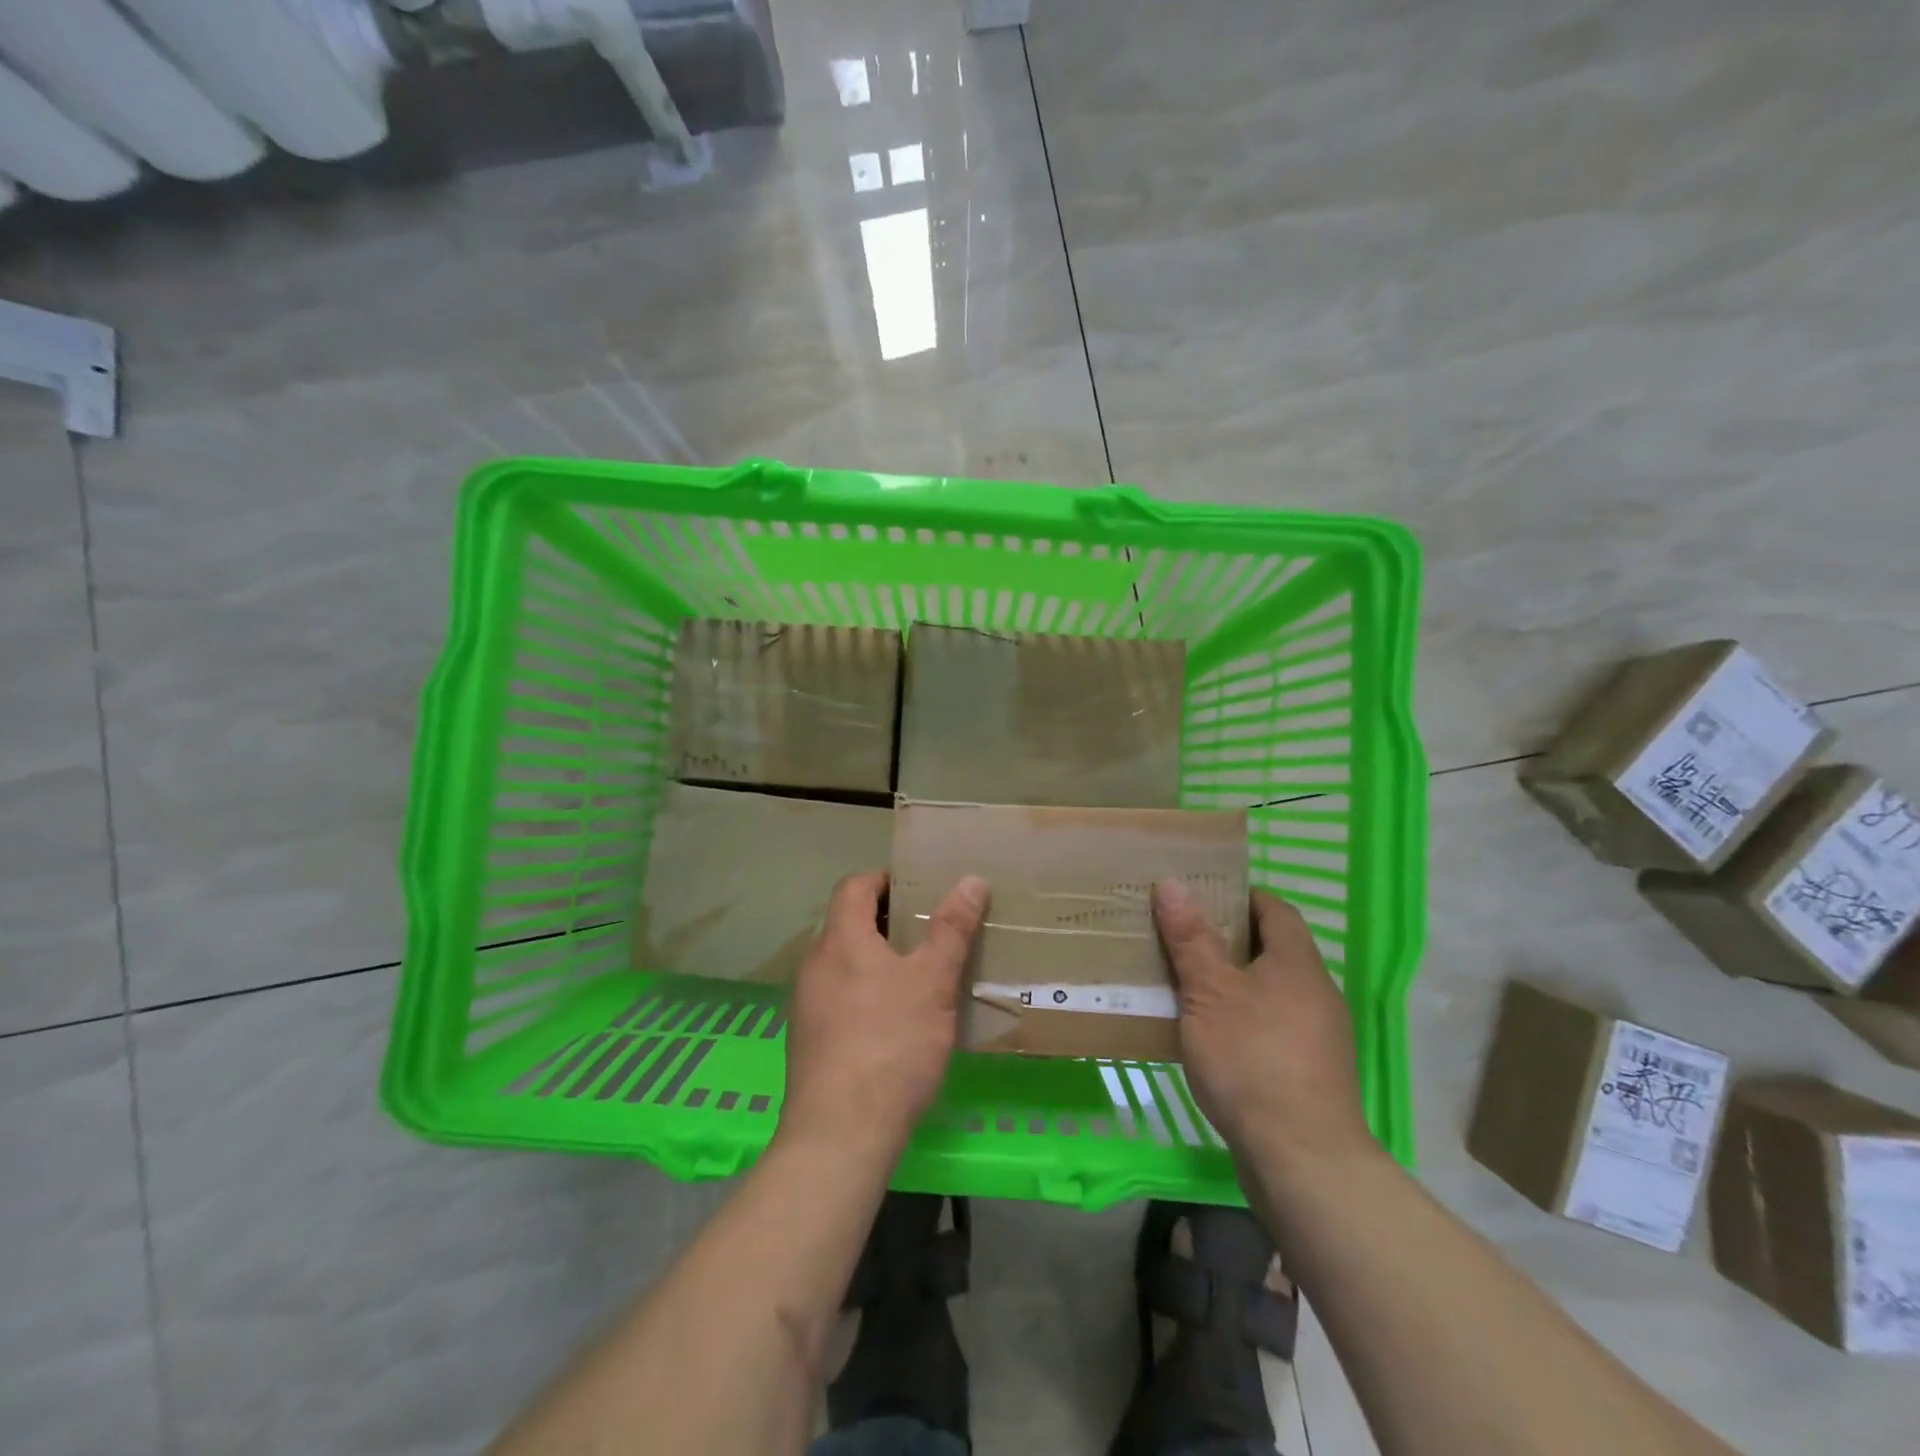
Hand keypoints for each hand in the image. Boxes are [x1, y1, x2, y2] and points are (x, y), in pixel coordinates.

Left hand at [779, 870, 989, 1157]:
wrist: (841, 1134)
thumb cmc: (891, 1044)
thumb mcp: (932, 983)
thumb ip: (952, 930)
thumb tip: (971, 880)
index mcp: (840, 940)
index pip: (855, 886)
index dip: (885, 879)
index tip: (919, 887)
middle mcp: (815, 964)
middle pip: (848, 923)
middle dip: (887, 919)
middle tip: (930, 928)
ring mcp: (807, 1004)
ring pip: (844, 962)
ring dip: (877, 957)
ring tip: (919, 972)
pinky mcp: (809, 1039)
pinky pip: (839, 995)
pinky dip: (866, 989)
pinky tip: (896, 1018)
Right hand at [1153, 881, 1375, 1172]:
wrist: (1302, 1158)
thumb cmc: (1251, 1058)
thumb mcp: (1209, 992)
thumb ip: (1191, 939)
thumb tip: (1173, 883)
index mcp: (1297, 963)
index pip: (1275, 909)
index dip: (1240, 896)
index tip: (1201, 897)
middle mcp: (1316, 992)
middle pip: (1274, 950)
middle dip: (1230, 940)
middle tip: (1182, 937)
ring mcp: (1319, 1036)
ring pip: (1272, 991)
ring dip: (1235, 983)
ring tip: (1188, 985)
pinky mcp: (1311, 1073)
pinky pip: (1273, 1026)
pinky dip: (1244, 1019)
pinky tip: (1211, 1036)